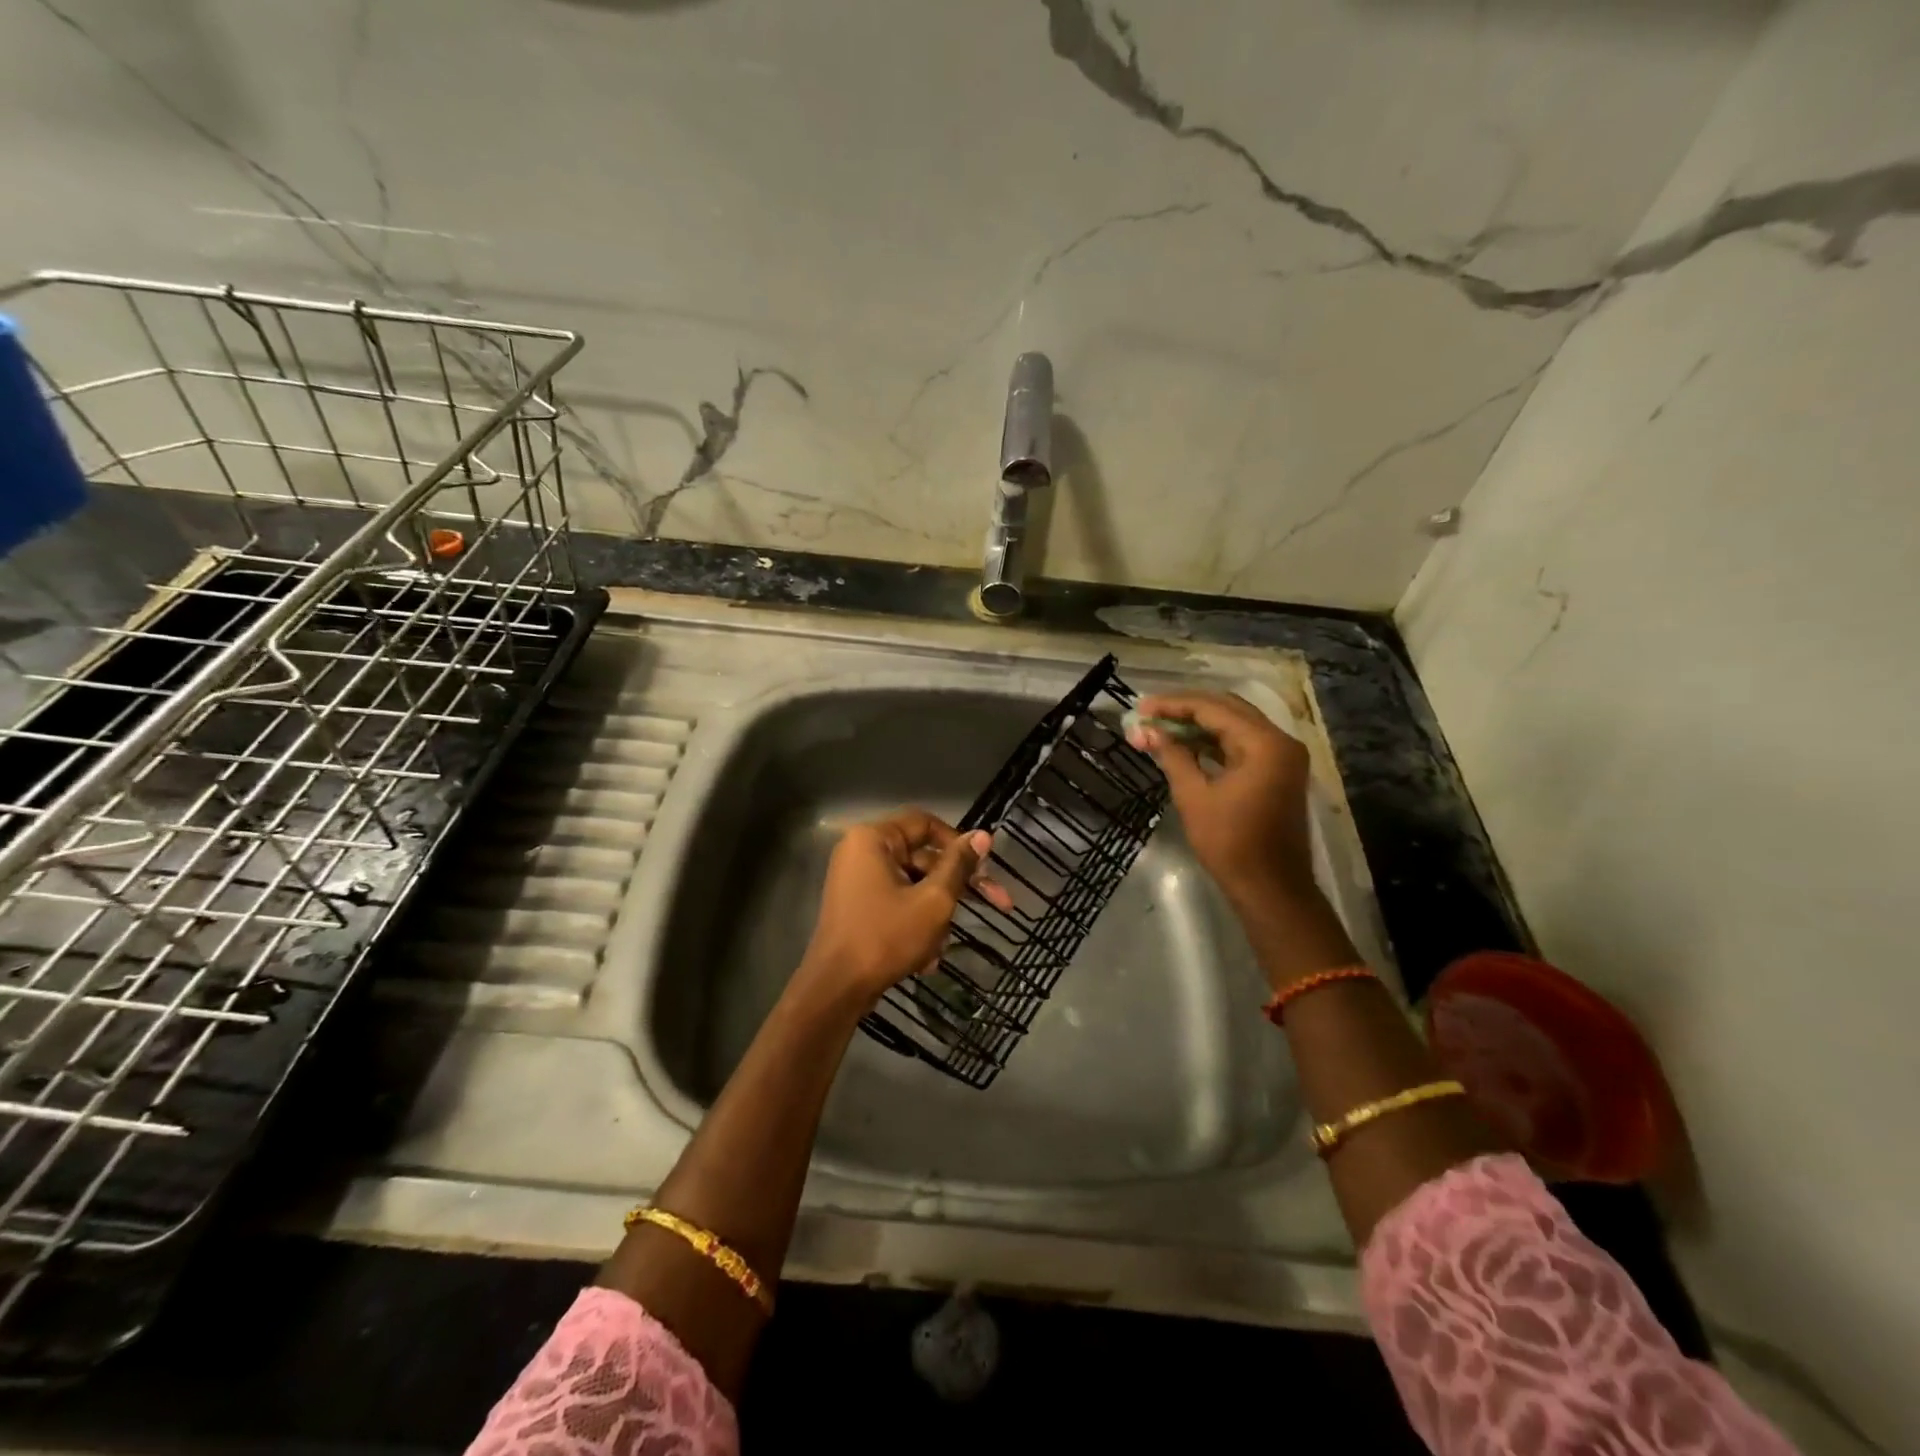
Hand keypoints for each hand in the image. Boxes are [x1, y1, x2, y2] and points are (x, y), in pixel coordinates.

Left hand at [796, 809, 997, 1012]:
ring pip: (914, 886)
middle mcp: (862, 852)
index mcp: (874, 839)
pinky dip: (915, 924)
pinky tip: (926, 959)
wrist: (836, 989)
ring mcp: (857, 881)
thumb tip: (982, 835)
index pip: (926, 823)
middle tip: (997, 903)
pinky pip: (897, 903)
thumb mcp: (933, 900)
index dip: (959, 843)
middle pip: (923, 858)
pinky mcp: (858, 908)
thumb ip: (959, 866)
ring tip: (941, 946)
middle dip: (956, 888)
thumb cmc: (885, 937)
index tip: (984, 866)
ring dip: (936, 914)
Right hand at [1126, 692, 1315, 908]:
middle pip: (1228, 709)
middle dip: (1186, 708)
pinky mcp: (1278, 771)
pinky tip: (1185, 743)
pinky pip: (1242, 744)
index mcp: (1264, 744)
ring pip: (1235, 724)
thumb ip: (1172, 756)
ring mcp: (1282, 756)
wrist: (1270, 888)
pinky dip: (1214, 741)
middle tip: (1149, 712)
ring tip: (1160, 725)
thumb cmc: (1230, 844)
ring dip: (1198, 724)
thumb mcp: (1194, 796)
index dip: (1174, 705)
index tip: (1141, 707)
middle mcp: (1280, 741)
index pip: (1213, 709)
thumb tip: (1145, 731)